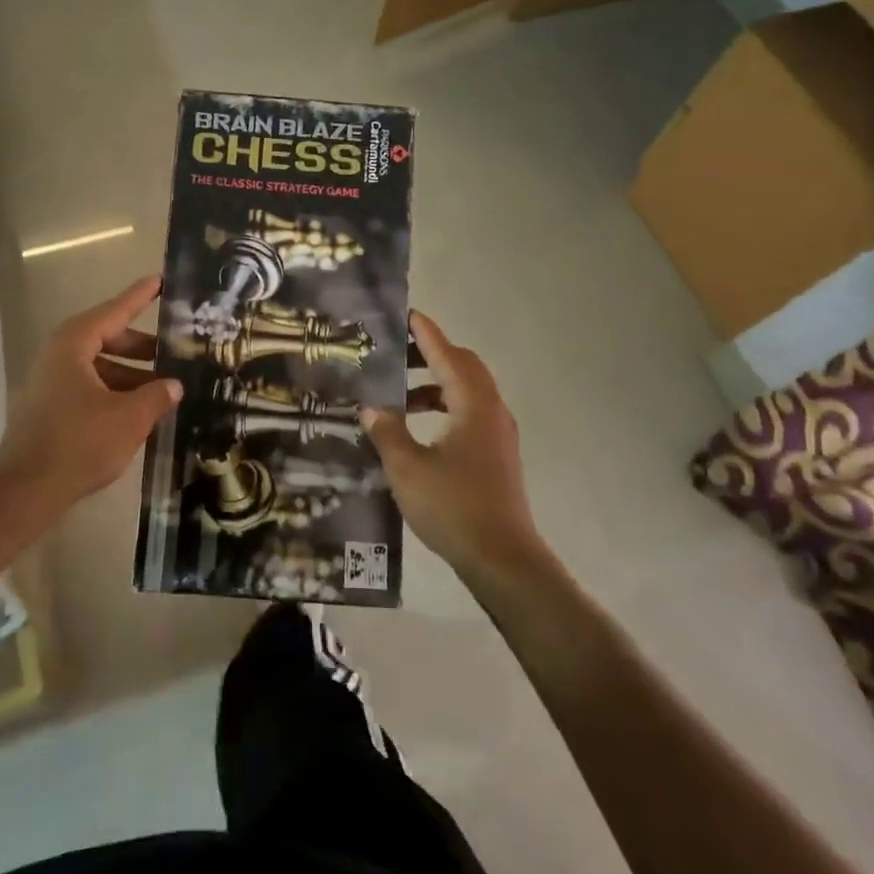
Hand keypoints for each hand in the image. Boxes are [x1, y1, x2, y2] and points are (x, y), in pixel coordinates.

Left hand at [0, 276, 181, 516]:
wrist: (25, 491)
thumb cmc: (79, 443)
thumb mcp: (129, 418)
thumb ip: (156, 396)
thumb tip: (174, 385)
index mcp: (74, 345)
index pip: (114, 311)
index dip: (140, 297)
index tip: (160, 281)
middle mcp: (58, 356)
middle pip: (106, 338)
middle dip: (141, 346)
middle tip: (173, 351)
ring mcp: (50, 383)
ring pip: (98, 367)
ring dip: (130, 374)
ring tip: (163, 390)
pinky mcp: (49, 409)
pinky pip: (89, 388)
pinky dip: (114, 392)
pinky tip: (138, 413)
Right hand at [361, 312, 541, 580]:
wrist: (503, 559)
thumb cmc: (453, 507)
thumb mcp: (407, 468)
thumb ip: (387, 432)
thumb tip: (371, 408)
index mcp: (473, 405)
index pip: (447, 355)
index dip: (426, 334)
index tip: (407, 314)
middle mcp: (492, 411)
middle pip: (464, 367)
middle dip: (432, 355)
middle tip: (397, 354)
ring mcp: (499, 434)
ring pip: (468, 392)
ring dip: (436, 385)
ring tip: (401, 395)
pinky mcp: (498, 455)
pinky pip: (471, 414)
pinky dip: (445, 407)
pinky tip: (420, 429)